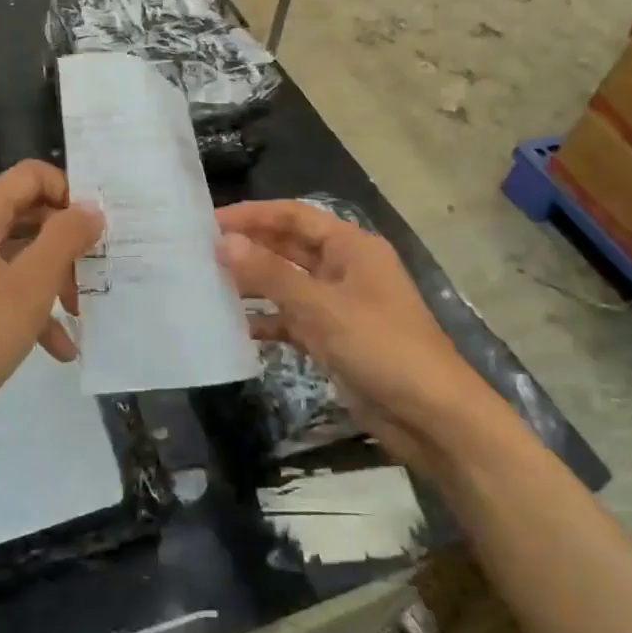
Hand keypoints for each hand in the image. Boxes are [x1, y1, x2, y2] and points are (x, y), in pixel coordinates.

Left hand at [0, 161, 103, 475]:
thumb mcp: (31, 283)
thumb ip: (66, 238)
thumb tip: (91, 208)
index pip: (32, 176)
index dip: (69, 194)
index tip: (98, 230)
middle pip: (28, 215)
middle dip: (66, 243)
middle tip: (97, 272)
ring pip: (19, 257)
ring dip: (54, 281)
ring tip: (81, 314)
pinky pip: (2, 292)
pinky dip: (31, 311)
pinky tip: (59, 348)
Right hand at [215, 201, 481, 466]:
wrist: (432, 416)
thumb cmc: (381, 347)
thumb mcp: (321, 307)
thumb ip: (270, 274)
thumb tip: (223, 242)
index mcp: (351, 247)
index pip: (293, 216)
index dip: (252, 215)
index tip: (209, 222)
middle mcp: (344, 269)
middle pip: (289, 248)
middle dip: (249, 248)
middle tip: (200, 253)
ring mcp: (339, 306)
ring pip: (288, 285)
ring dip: (253, 285)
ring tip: (207, 285)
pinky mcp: (334, 339)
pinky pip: (293, 320)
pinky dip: (268, 321)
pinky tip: (236, 328)